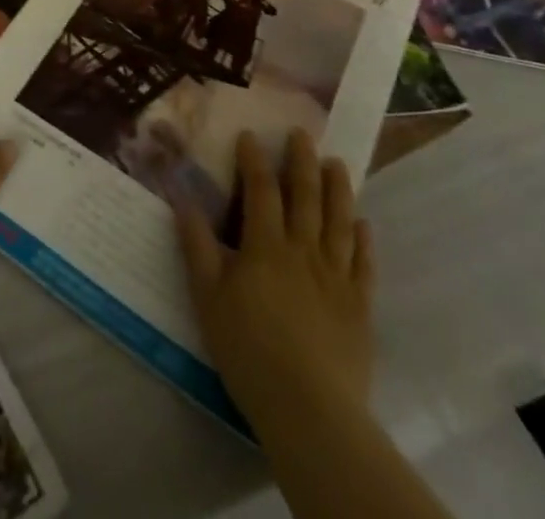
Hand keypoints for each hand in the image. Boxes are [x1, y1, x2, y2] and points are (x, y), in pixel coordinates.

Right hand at [177, 130, 375, 422]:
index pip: (261, 191)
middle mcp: (304, 251)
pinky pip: (363, 265)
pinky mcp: (359, 307)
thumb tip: (181, 197)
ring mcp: (336, 278)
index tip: (250, 135)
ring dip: (338, 189)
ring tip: (337, 163)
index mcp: (265, 246)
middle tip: (302, 134)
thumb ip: (196, 244)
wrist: (310, 410)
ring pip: (338, 222)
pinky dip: (364, 241)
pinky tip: (363, 224)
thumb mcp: (208, 296)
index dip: (254, 160)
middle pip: (305, 197)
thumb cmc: (249, 350)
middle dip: (302, 161)